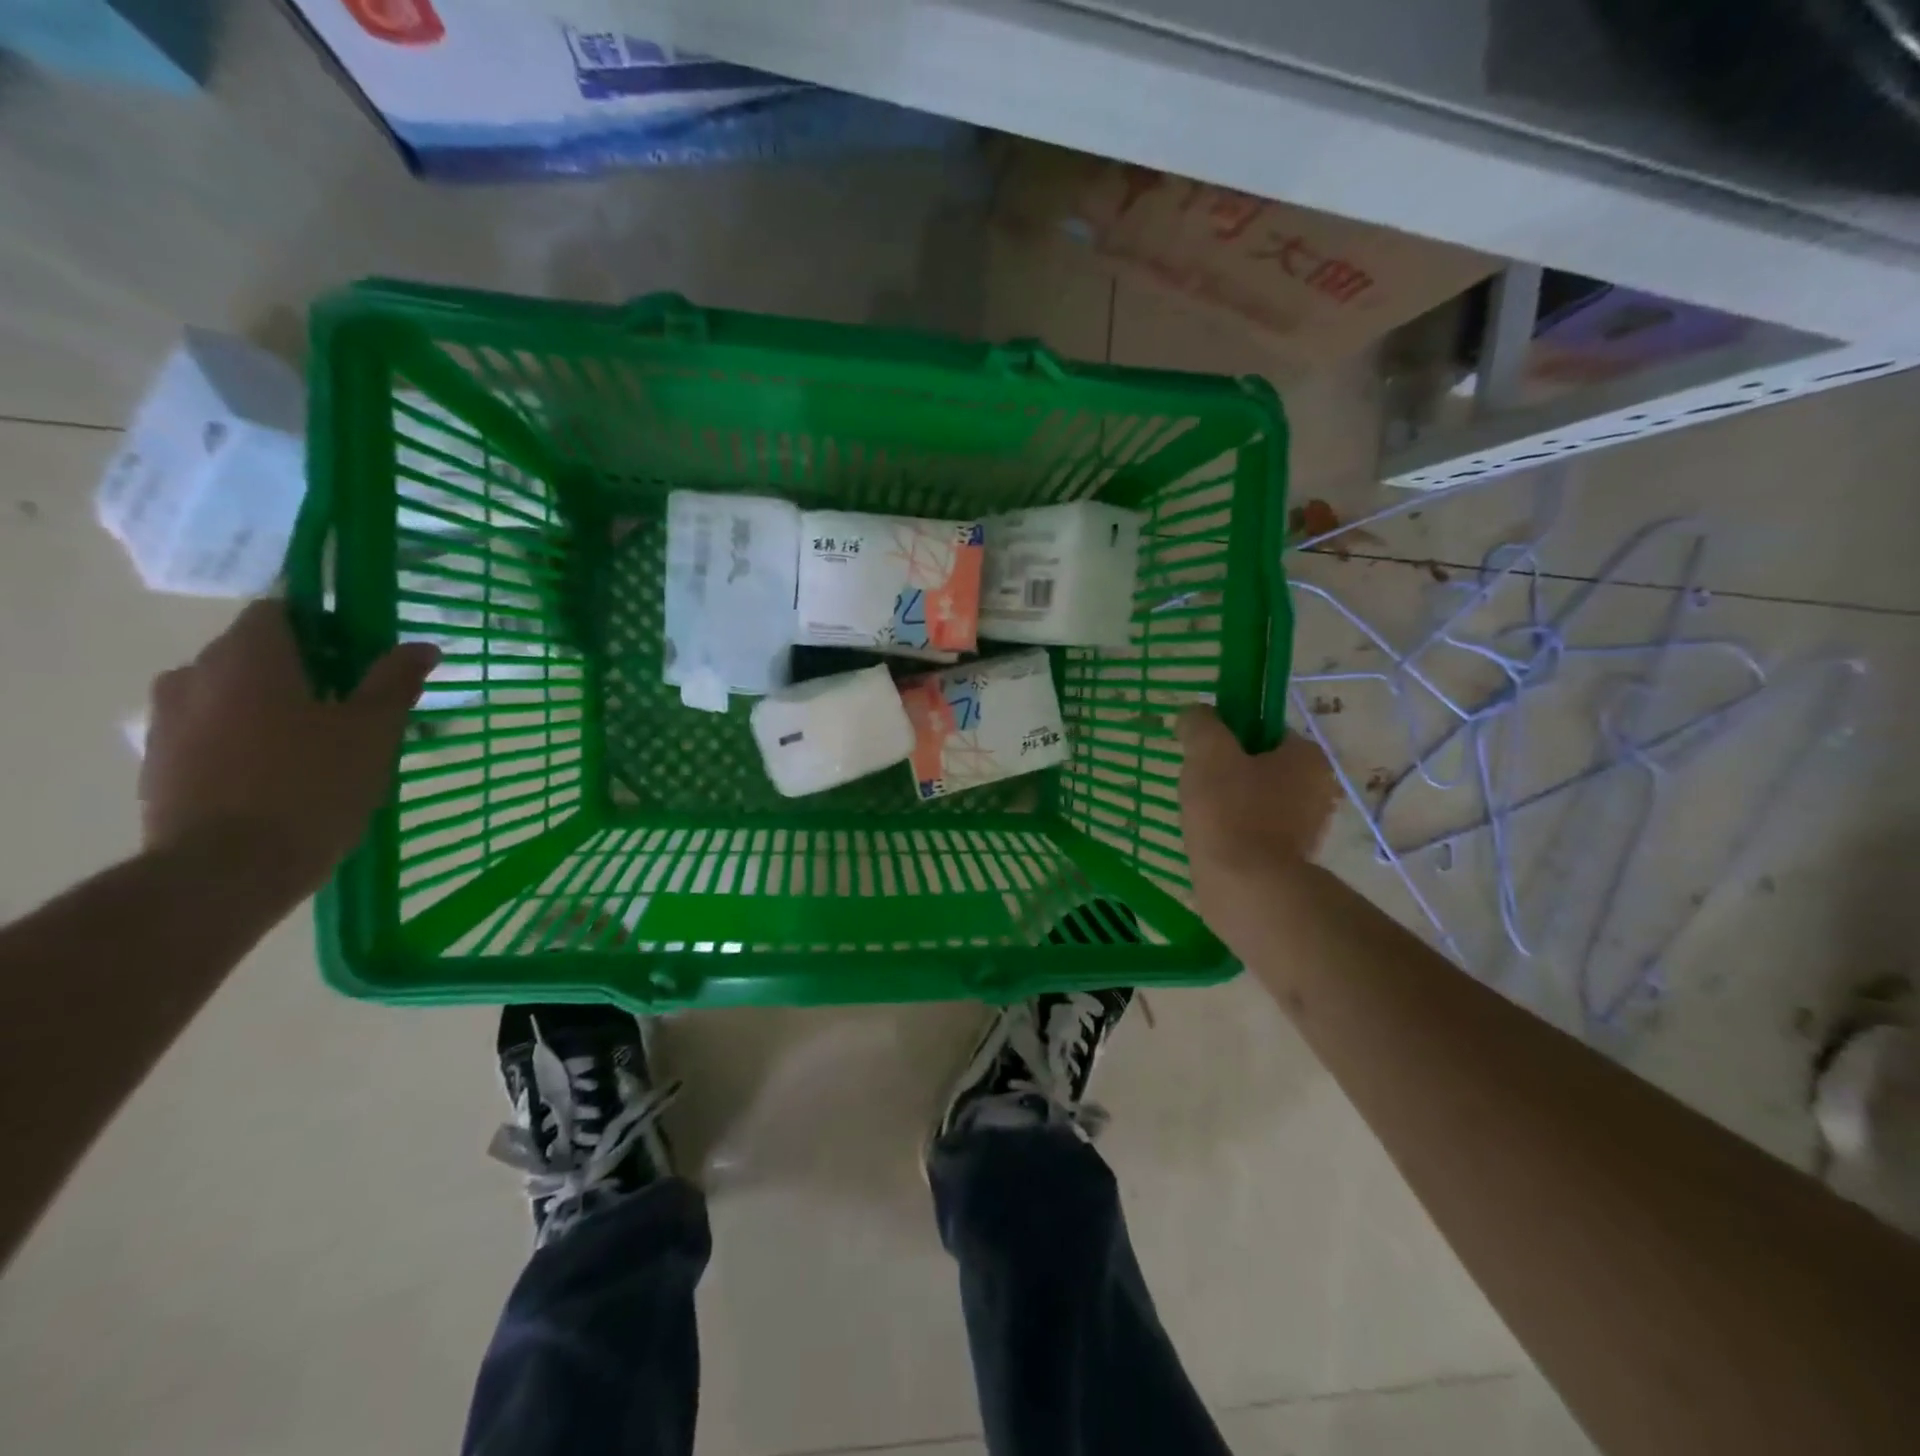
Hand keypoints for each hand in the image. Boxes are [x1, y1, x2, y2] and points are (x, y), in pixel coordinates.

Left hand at [141, 600, 438, 895]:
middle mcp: (195, 675)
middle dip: (302, 667)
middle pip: (253, 651)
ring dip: (270, 704)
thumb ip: (395, 682)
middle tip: (352, 701)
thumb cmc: (311, 786)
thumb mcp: (373, 732)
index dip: (323, 624)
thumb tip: (422, 646)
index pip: (280, 610)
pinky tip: (283, 773)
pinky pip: (210, 731)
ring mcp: (168, 721)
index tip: (360, 653)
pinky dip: (245, 738)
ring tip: (320, 742)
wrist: (226, 870)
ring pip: (229, 693)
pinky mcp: (159, 764)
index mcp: (248, 658)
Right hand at [1178, 708, 1337, 894]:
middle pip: (1260, 766)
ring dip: (1228, 804)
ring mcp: (1308, 829)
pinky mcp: (1290, 860)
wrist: (1247, 888)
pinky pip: (1255, 832)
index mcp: (1308, 757)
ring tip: (1200, 817)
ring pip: (1256, 801)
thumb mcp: (1208, 752)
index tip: (1203, 753)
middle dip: (1226, 773)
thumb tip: (1194, 715)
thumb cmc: (1231, 811)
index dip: (1229, 736)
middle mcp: (1319, 789)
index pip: (1265, 730)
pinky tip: (1212, 841)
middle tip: (1196, 785)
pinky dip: (1233, 833)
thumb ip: (1200, 723)